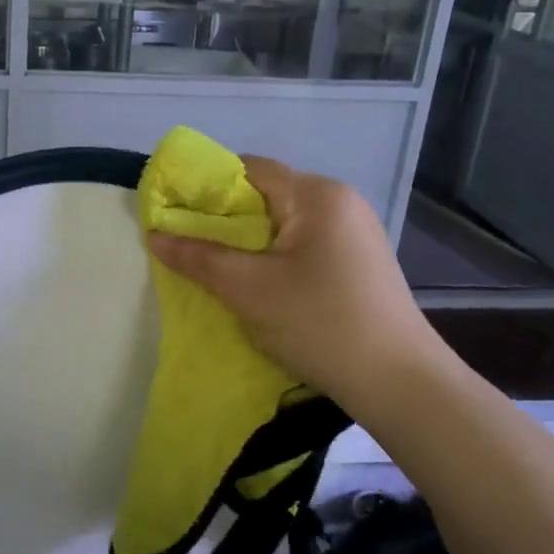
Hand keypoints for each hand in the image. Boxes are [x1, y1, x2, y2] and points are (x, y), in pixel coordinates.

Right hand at [146, 156, 453, 416]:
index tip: (173, 211)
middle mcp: (340, 201)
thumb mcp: (248, 289)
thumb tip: (154, 235)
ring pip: (283, 222)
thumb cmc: (320, 323)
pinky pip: (303, 244)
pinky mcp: (359, 261)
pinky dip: (273, 256)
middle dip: (224, 218)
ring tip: (217, 267)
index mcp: (317, 194)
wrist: (400, 384)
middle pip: (266, 195)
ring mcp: (355, 232)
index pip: (248, 169)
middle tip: (188, 244)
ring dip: (248, 241)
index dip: (205, 186)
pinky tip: (259, 284)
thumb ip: (198, 256)